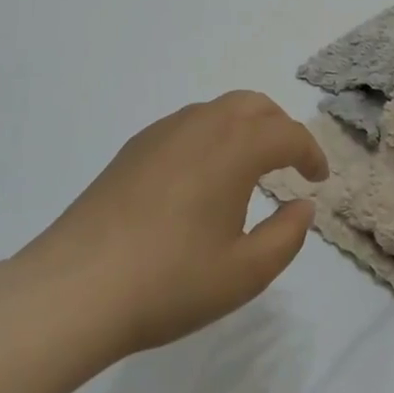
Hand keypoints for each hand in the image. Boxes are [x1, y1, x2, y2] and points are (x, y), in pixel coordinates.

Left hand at [17, 91, 327, 357]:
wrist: (75, 287)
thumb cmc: (169, 282)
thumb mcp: (244, 273)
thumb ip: (287, 236)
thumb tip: (303, 206)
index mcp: (235, 148)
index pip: (287, 134)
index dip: (311, 153)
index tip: (318, 180)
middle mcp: (201, 125)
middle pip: (254, 105)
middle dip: (279, 128)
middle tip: (289, 164)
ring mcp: (162, 132)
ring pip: (217, 110)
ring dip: (244, 128)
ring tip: (248, 170)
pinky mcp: (134, 148)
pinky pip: (187, 125)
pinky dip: (211, 136)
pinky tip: (201, 178)